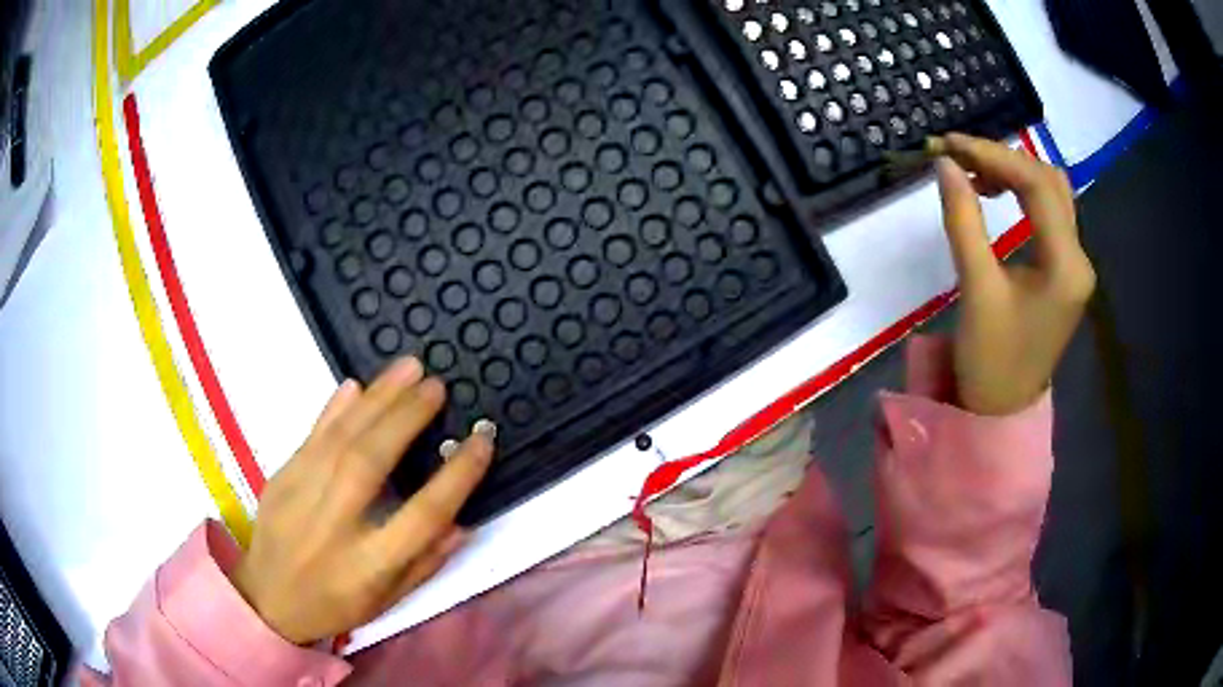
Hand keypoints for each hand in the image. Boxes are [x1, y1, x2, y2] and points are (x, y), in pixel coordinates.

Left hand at [231, 357, 494, 644]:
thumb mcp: (389, 600)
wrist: (267, 599)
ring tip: (408, 368)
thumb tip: (462, 521)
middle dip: (407, 417)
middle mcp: (334, 526)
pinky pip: (311, 436)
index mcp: (369, 565)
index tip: (481, 440)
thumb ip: (426, 562)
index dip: (457, 476)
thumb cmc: (335, 604)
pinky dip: (336, 408)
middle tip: (437, 386)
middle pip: (372, 462)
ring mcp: (301, 497)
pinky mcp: (280, 478)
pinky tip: (357, 385)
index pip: (423, 516)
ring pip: (341, 439)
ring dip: (377, 399)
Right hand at [932, 133, 1095, 415]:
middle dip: (1004, 158)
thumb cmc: (990, 360)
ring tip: (973, 172)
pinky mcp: (1064, 270)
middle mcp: (1079, 258)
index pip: (1037, 185)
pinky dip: (1021, 193)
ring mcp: (1075, 265)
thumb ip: (963, 220)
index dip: (993, 155)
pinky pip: (1048, 214)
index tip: (949, 144)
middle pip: (1049, 181)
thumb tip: (945, 164)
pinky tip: (994, 194)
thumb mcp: (976, 288)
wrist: (1002, 412)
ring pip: (1052, 193)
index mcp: (1066, 265)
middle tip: (959, 156)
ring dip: (1014, 172)